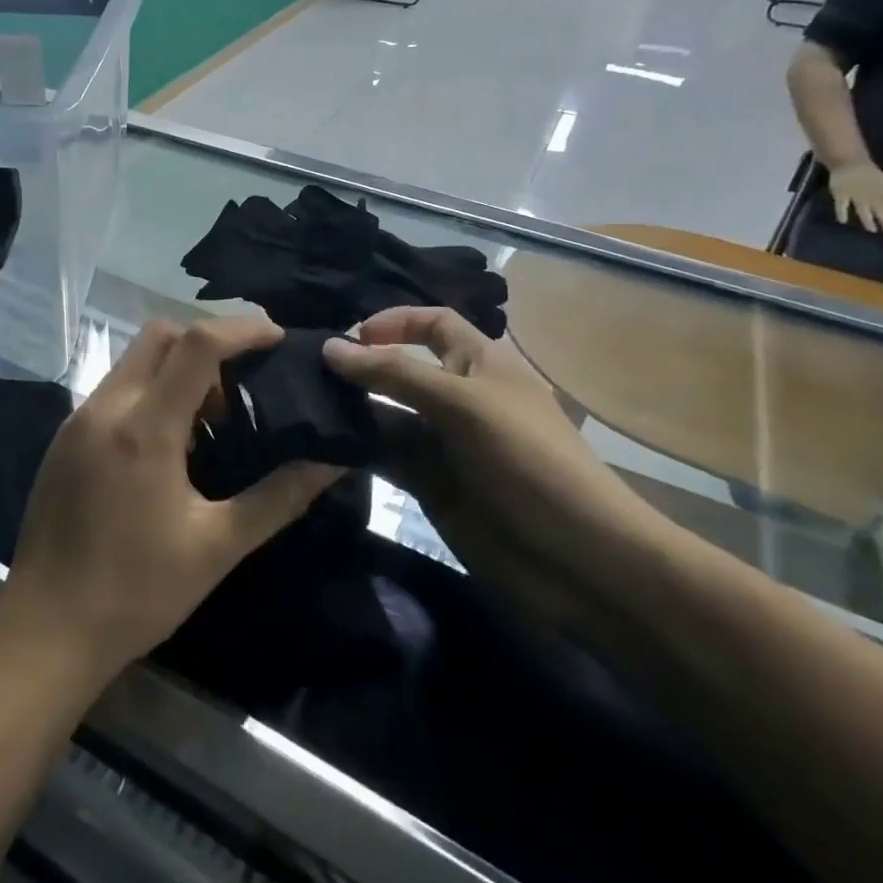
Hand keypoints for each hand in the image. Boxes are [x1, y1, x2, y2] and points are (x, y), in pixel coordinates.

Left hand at [0, 317, 337, 683]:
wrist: (45, 631)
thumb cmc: (136, 591)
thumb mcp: (217, 546)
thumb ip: (278, 497)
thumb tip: (330, 463)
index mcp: (144, 427)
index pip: (197, 344)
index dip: (242, 329)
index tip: (278, 338)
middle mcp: (106, 408)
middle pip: (159, 336)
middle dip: (207, 344)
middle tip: (243, 387)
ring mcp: (78, 421)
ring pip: (134, 362)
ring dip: (177, 371)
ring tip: (212, 421)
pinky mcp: (64, 440)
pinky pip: (115, 391)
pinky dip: (150, 393)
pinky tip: (170, 446)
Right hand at [322, 308, 665, 625]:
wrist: (577, 560)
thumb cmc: (528, 462)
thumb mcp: (463, 405)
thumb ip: (395, 374)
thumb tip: (331, 346)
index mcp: (480, 364)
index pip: (434, 324)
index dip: (395, 321)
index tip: (350, 336)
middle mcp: (458, 398)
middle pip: (401, 369)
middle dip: (361, 367)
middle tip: (306, 372)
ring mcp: (443, 444)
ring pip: (387, 414)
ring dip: (352, 410)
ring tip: (305, 408)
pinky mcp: (430, 484)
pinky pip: (386, 456)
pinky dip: (357, 449)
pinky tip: (323, 447)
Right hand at [828, 161, 882, 236]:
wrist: (850, 162)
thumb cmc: (869, 174)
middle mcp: (873, 195)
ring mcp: (856, 195)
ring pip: (864, 209)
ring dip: (869, 220)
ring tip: (872, 230)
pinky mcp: (841, 194)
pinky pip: (842, 204)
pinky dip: (842, 212)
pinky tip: (843, 221)